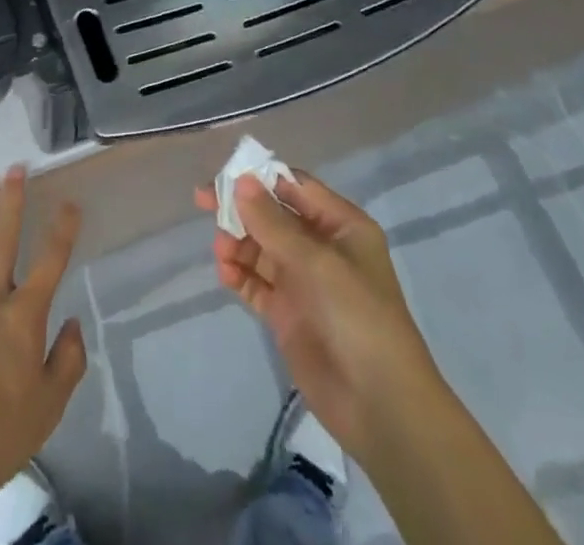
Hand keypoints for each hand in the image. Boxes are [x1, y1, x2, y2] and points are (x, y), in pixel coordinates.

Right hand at [194, 170, 440, 469]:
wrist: (381, 407)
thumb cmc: (358, 317)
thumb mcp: (317, 262)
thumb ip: (273, 222)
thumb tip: (241, 181)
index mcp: (341, 225)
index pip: (295, 187)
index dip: (261, 178)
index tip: (224, 176)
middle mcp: (321, 247)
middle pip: (273, 215)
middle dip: (241, 209)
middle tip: (203, 203)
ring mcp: (304, 281)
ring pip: (261, 247)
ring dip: (238, 243)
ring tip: (221, 252)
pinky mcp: (288, 313)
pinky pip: (256, 282)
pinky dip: (239, 274)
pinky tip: (226, 275)